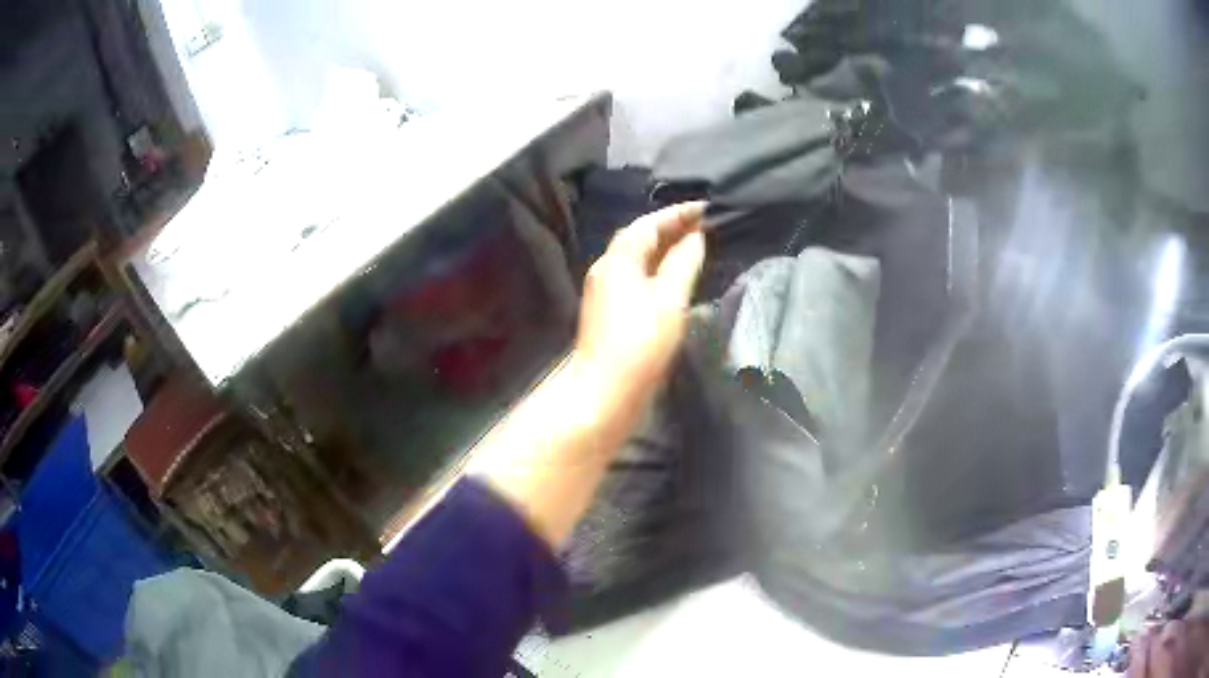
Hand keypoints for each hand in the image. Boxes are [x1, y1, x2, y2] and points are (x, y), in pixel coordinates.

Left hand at [573, 202, 706, 413]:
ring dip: (663, 247)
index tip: (705, 208)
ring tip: (693, 244)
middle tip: (702, 224)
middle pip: (639, 238)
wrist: (604, 392)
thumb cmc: (640, 343)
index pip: (648, 224)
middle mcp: (606, 268)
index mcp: (618, 259)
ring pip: (637, 258)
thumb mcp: (669, 299)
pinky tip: (674, 276)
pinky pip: (636, 276)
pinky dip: (657, 268)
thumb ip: (683, 263)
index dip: (677, 213)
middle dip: (669, 227)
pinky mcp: (609, 312)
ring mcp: (605, 291)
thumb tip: (695, 237)